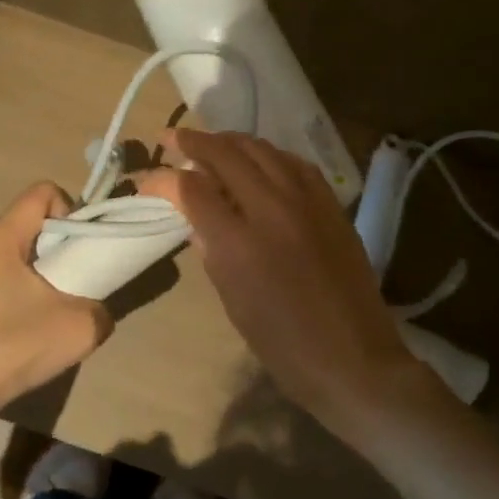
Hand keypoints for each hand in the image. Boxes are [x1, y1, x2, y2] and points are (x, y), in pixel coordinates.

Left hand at [0, 182, 113, 425]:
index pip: (41, 192)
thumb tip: (95, 310)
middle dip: (48, 248)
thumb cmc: (9, 350)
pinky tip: (5, 334)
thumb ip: (100, 309)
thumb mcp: (78, 330)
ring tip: (35, 315)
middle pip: (21, 226)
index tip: (76, 251)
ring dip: (24, 274)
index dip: (69, 210)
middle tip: (64, 286)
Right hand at [136, 129, 415, 427]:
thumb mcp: (232, 300)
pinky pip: (295, 163)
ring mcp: (308, 202)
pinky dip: (269, 155)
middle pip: (227, 154)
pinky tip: (260, 161)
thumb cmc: (282, 344)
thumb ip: (210, 249)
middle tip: (172, 138)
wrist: (353, 360)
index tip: (146, 181)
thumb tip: (196, 216)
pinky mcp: (332, 205)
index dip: (162, 179)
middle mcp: (273, 209)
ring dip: (231, 142)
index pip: (191, 188)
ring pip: (263, 149)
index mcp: (240, 242)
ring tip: (212, 144)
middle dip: (193, 141)